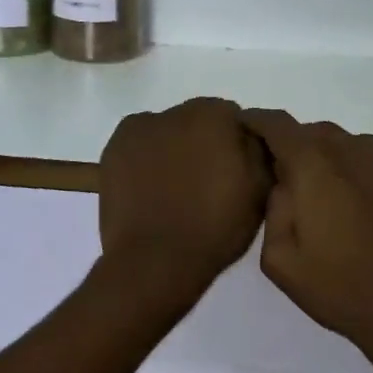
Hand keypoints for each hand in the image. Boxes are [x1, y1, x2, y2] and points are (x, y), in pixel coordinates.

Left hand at [99, 97, 271, 286]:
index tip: (234, 174)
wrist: (155, 261)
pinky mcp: (113, 149)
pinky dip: (145, 158)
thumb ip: (260, 150)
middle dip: (203, 144)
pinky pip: (138, 146)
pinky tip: (150, 188)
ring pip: (166, 132)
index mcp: (214, 115)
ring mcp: (139, 128)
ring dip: (173, 149)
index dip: (236, 146)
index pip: (233, 119)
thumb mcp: (260, 190)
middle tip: (205, 184)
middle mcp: (175, 111)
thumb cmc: (215, 227)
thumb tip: (250, 134)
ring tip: (174, 191)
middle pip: (197, 121)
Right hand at [242, 110, 372, 365]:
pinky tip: (347, 201)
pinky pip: (364, 156)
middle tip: (278, 176)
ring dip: (321, 156)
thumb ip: (273, 207)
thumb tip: (282, 182)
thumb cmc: (340, 288)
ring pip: (339, 142)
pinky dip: (347, 166)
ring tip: (314, 192)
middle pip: (309, 131)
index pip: (276, 124)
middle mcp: (349, 150)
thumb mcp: (280, 259)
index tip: (241, 127)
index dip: (255, 120)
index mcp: (314, 165)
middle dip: (289, 145)